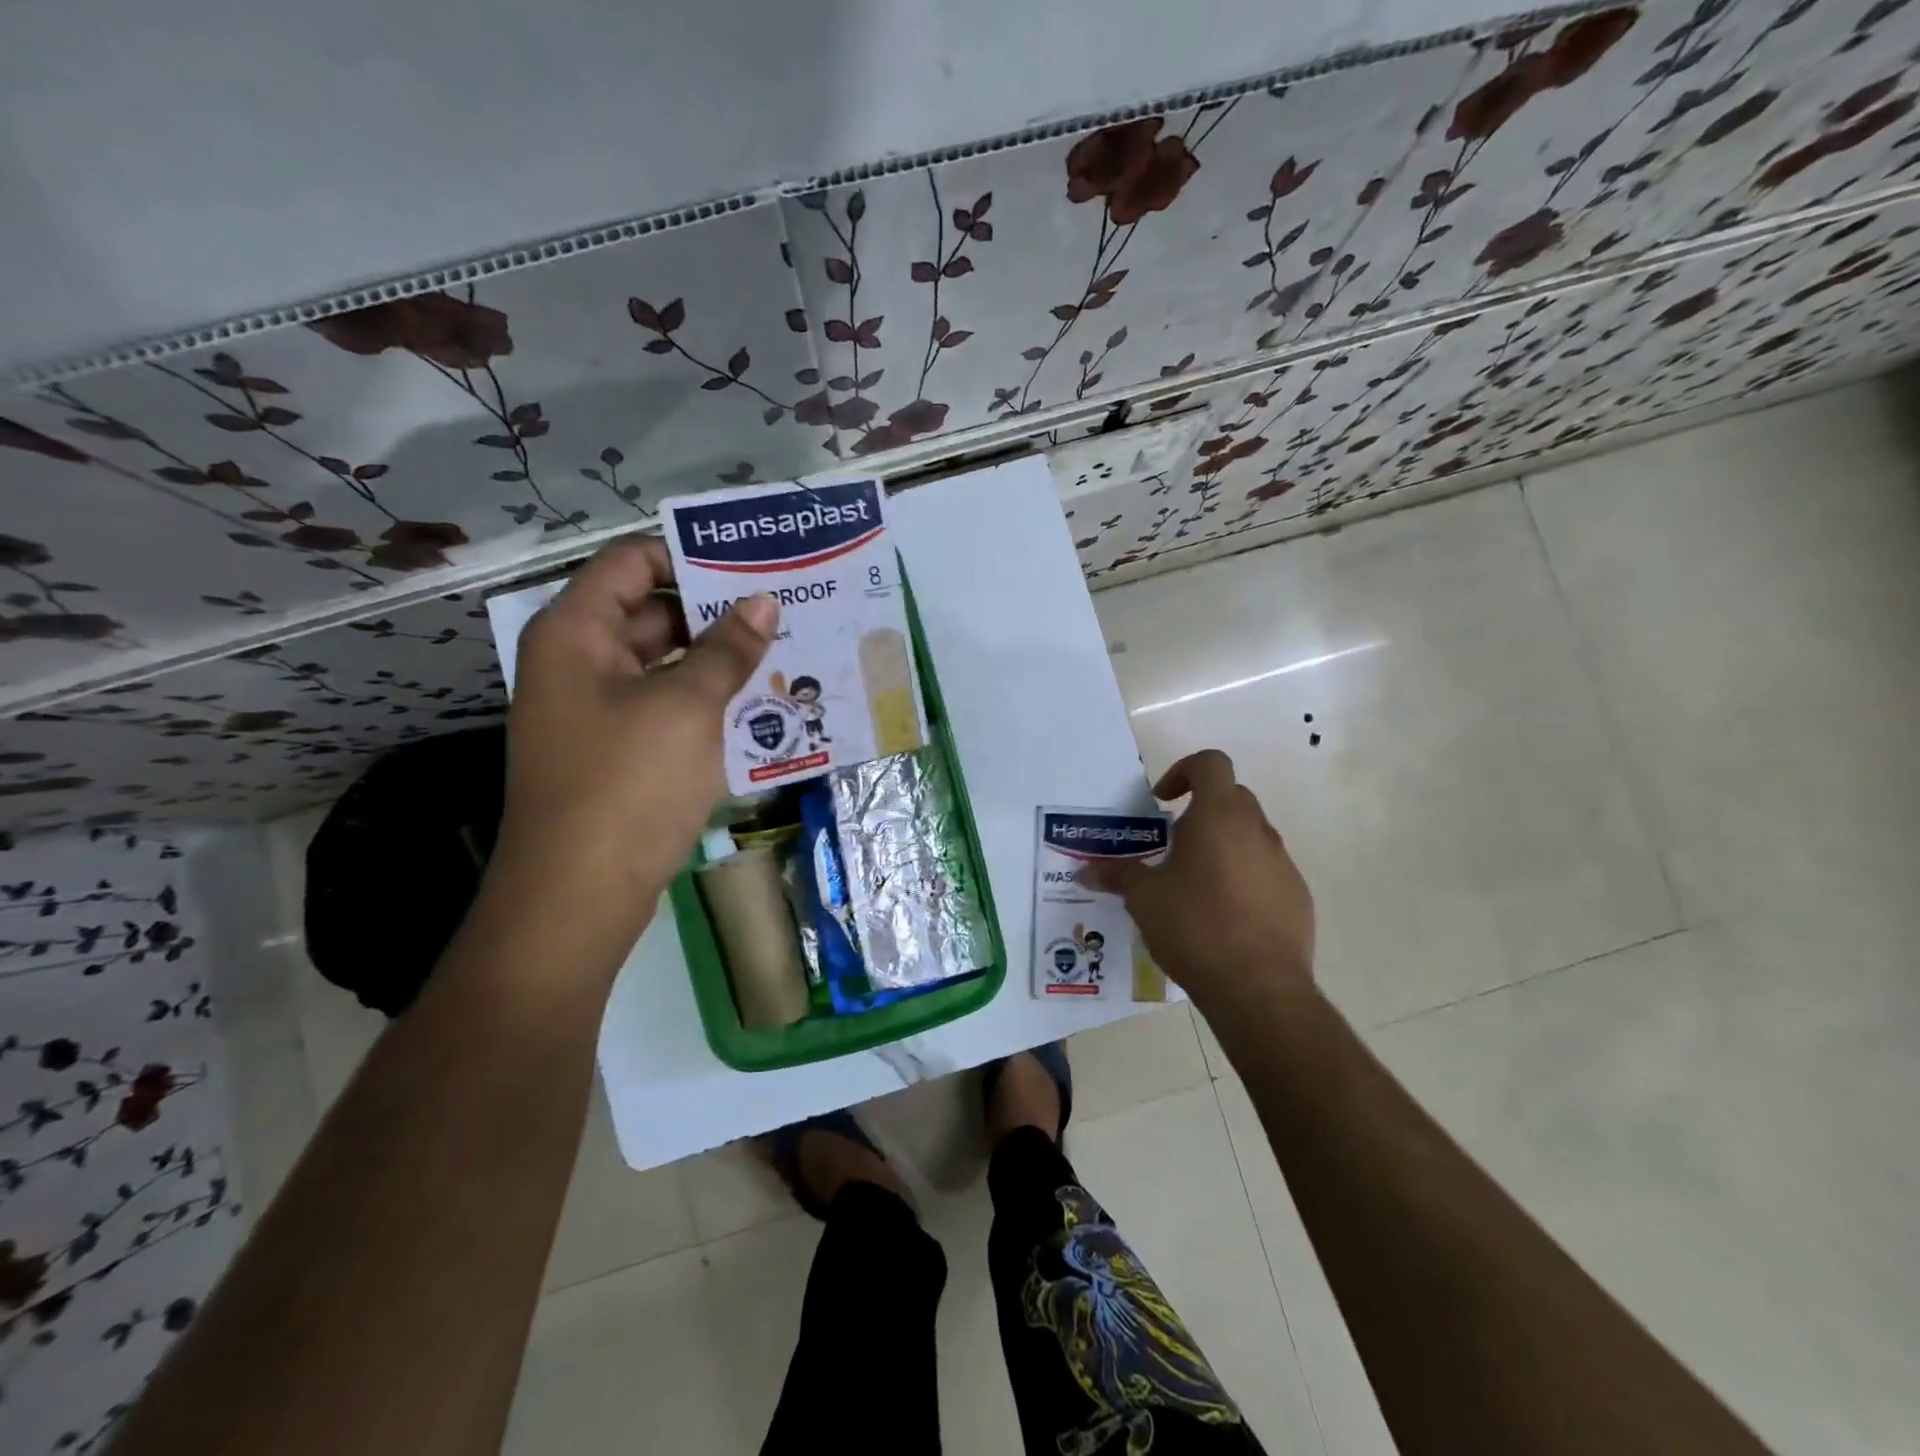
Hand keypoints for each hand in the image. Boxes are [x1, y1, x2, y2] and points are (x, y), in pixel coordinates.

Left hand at [496, 536, 776, 901]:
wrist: (578, 895)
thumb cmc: (627, 784)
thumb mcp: (687, 707)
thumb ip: (728, 649)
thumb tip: (763, 602)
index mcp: (577, 632)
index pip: (632, 561)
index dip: (690, 555)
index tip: (753, 565)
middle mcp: (579, 662)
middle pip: (651, 611)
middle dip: (717, 611)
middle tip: (785, 610)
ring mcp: (596, 710)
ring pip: (665, 664)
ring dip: (719, 660)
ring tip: (786, 654)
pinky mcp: (617, 751)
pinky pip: (666, 707)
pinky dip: (707, 701)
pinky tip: (760, 707)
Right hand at [1082, 749, 1314, 1012]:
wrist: (1259, 988)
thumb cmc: (1194, 926)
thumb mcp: (1144, 898)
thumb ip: (1118, 875)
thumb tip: (1085, 870)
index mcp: (1219, 816)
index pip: (1210, 764)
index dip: (1184, 771)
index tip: (1163, 800)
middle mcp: (1257, 831)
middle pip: (1231, 798)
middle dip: (1200, 812)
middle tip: (1172, 846)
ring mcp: (1283, 864)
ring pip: (1250, 837)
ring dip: (1222, 847)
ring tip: (1194, 887)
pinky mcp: (1298, 897)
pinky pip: (1266, 872)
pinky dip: (1244, 878)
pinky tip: (1223, 917)